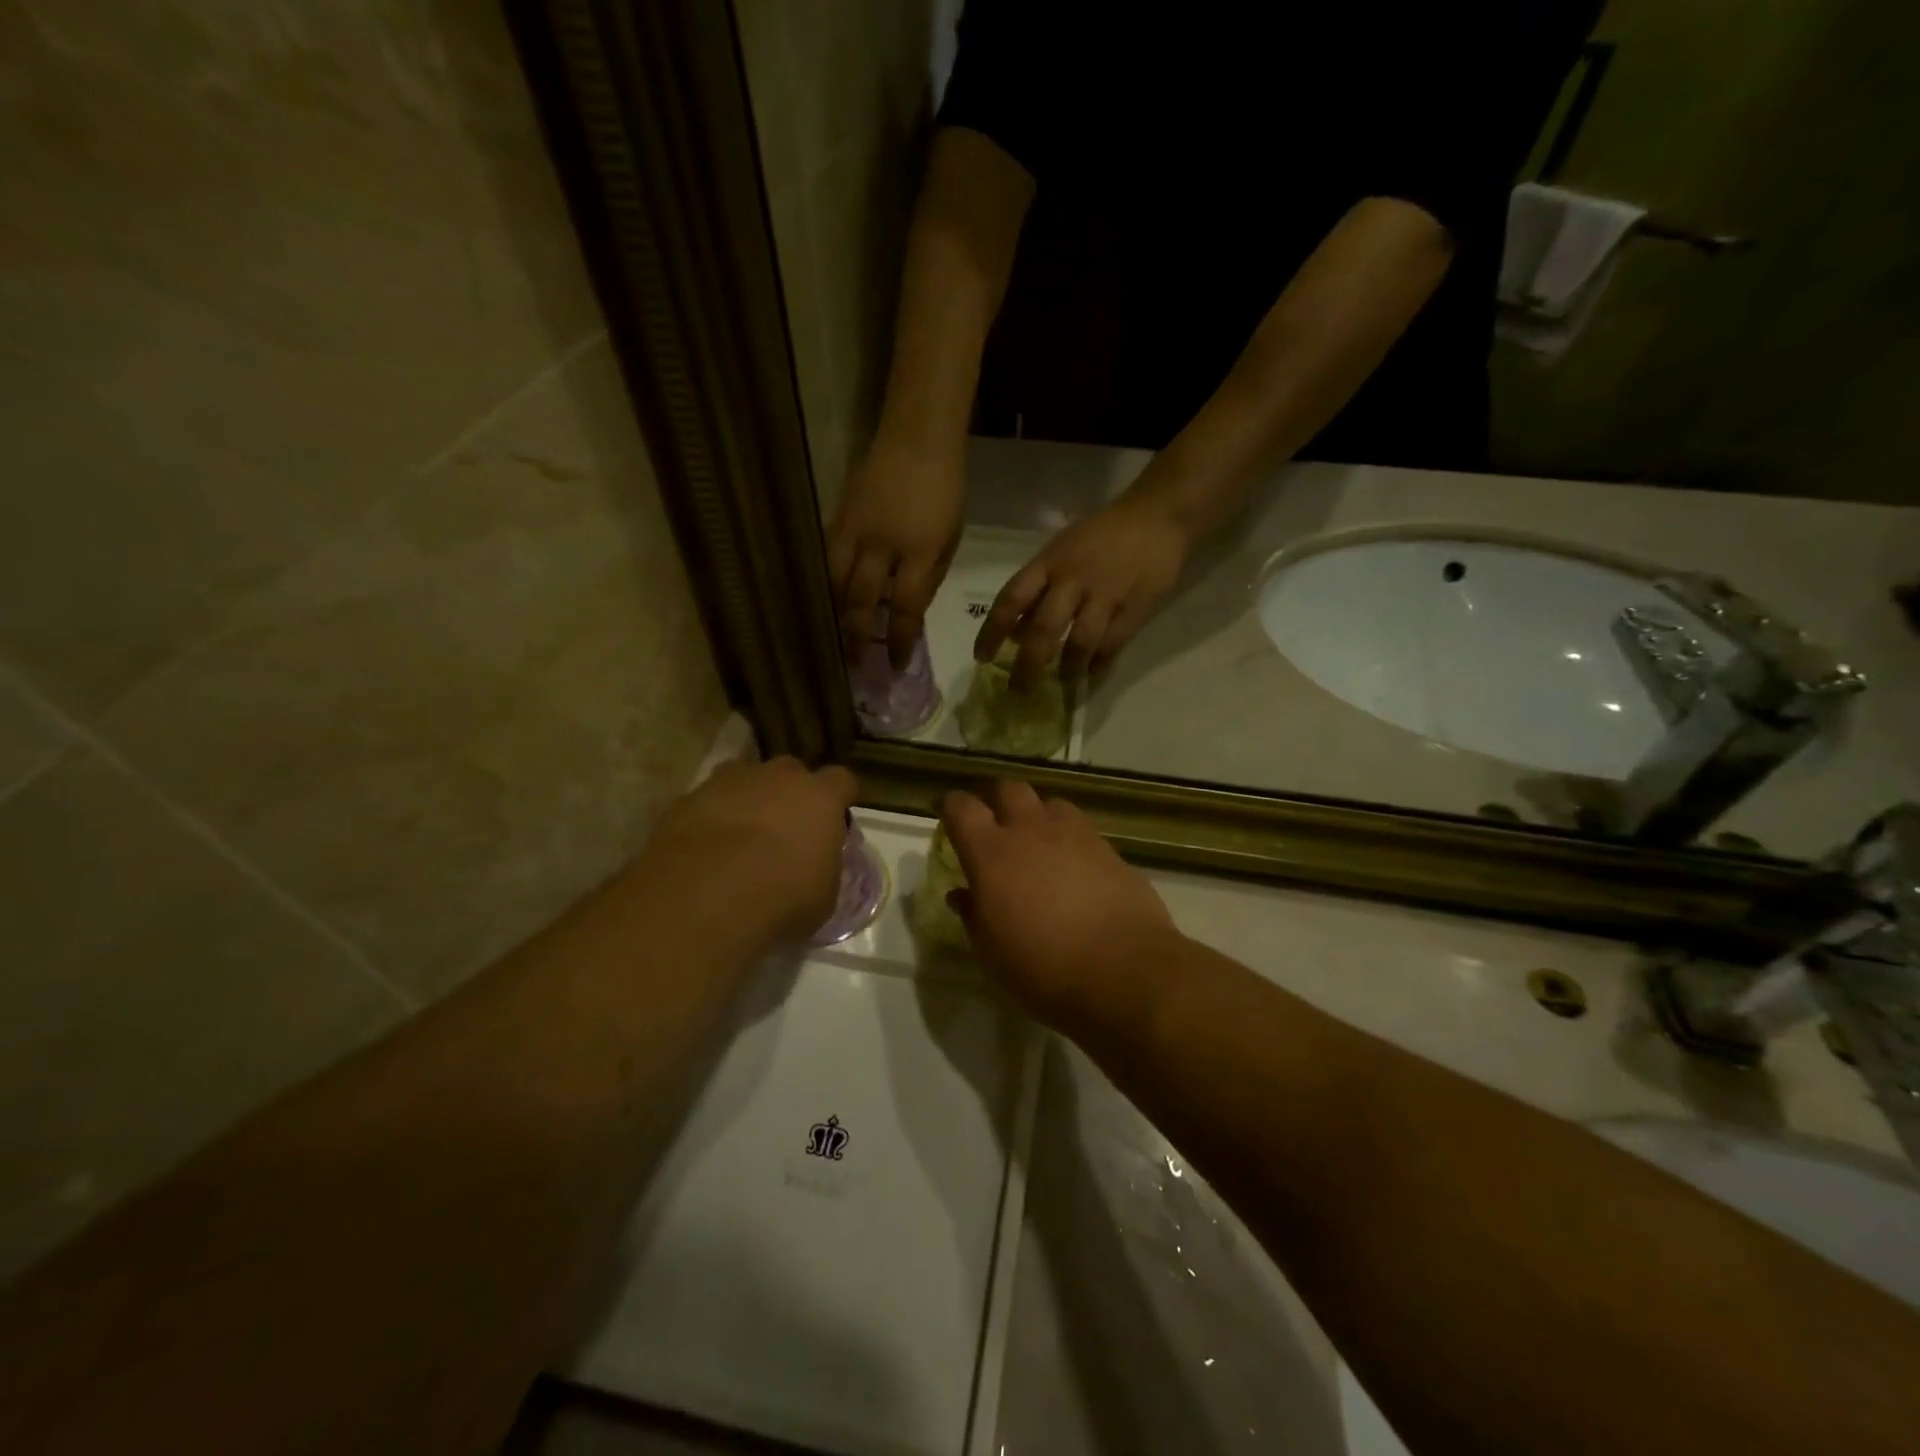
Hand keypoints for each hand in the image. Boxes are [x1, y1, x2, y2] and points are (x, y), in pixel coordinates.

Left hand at [646, 759, 858, 945]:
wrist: (703, 897)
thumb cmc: (782, 899)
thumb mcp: (823, 896)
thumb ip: (824, 869)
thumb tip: (817, 866)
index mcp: (820, 797)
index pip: (842, 781)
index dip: (839, 799)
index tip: (835, 821)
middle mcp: (778, 777)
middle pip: (791, 773)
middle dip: (790, 795)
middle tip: (785, 831)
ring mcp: (729, 781)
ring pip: (746, 781)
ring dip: (748, 802)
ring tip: (740, 840)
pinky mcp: (689, 798)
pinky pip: (709, 802)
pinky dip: (711, 819)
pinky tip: (705, 851)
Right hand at [828, 438, 965, 668]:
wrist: (916, 437)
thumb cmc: (945, 488)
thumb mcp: (950, 538)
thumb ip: (929, 577)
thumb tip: (908, 611)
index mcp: (918, 551)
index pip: (904, 608)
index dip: (898, 640)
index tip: (896, 664)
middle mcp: (880, 545)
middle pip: (860, 600)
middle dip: (857, 636)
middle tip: (856, 662)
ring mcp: (853, 530)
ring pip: (834, 582)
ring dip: (837, 614)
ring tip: (838, 636)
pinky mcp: (837, 517)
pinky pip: (827, 560)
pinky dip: (829, 585)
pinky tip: (831, 601)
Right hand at [941, 781, 1179, 1029]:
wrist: (1123, 970)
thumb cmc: (1043, 967)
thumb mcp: (991, 951)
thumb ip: (973, 914)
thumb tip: (962, 894)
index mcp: (991, 852)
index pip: (961, 807)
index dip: (951, 808)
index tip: (948, 820)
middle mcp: (1031, 829)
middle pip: (1008, 788)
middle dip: (996, 801)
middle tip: (994, 827)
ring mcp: (1074, 833)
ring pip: (1048, 802)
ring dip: (1037, 815)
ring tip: (1037, 844)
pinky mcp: (1108, 847)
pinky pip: (1080, 827)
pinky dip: (1068, 837)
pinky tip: (1072, 866)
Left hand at [973, 494, 1188, 688]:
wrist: (1157, 517)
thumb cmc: (1101, 534)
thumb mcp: (1061, 550)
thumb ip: (1038, 588)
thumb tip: (1014, 632)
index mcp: (1048, 563)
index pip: (1011, 600)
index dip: (992, 632)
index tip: (982, 658)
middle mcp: (1072, 580)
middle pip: (1043, 629)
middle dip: (1028, 665)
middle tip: (1020, 689)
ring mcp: (1104, 595)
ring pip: (1079, 643)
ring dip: (1067, 670)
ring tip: (1062, 684)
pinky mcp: (1133, 609)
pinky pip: (1111, 646)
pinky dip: (1098, 665)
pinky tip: (1091, 675)